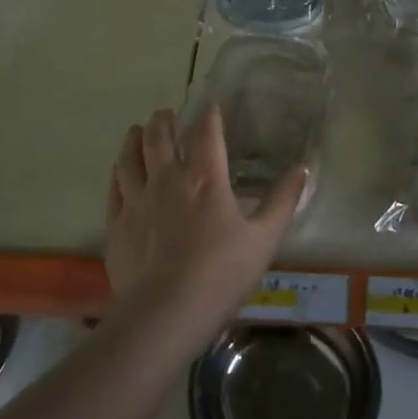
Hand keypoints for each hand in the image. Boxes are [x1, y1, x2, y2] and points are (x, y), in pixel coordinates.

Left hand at [104, 105, 306, 337]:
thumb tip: (303, 168)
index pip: (206, 134)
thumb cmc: (222, 273)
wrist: (166, 311)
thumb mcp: (265, 238)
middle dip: (163, 120)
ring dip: (135, 139)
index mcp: (205, 179)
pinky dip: (118, 170)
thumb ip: (283, 201)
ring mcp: (137, 200)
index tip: (210, 107)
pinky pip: (114, 186)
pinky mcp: (117, 223)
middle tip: (166, 114)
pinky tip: (120, 169)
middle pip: (158, 137)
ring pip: (130, 156)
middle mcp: (167, 179)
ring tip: (137, 131)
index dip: (209, 116)